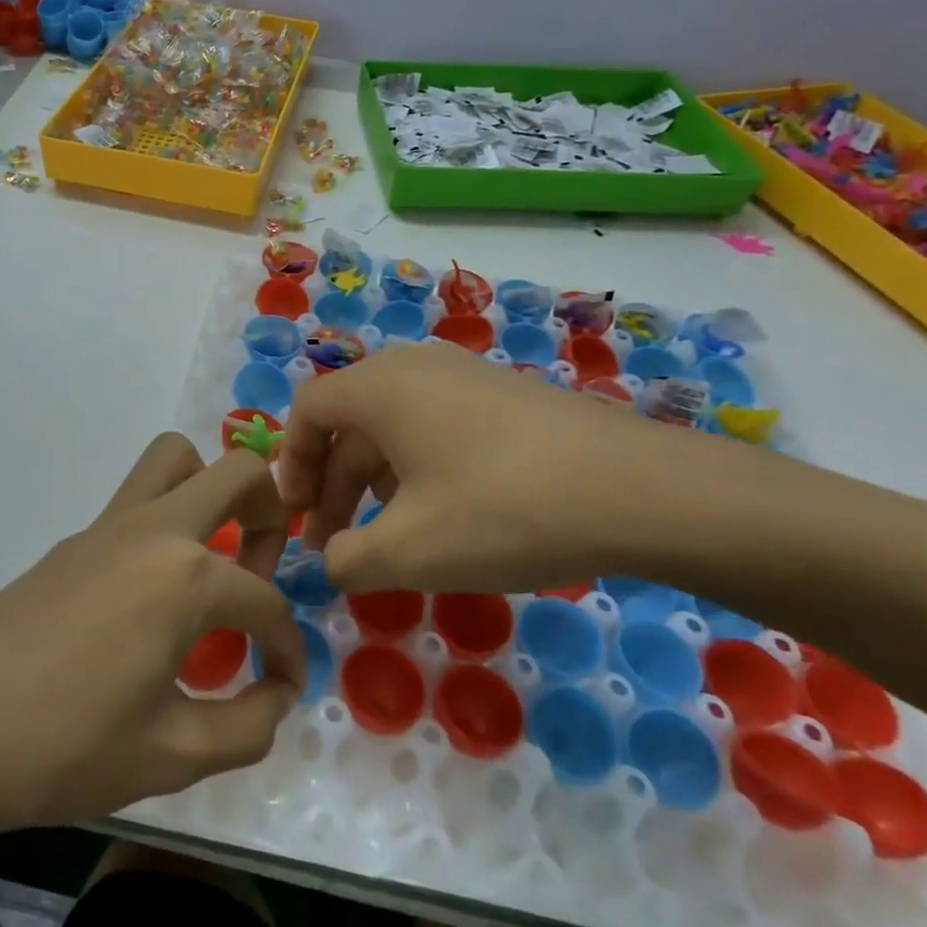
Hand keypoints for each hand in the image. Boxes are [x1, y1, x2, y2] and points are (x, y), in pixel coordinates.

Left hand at [0, 436, 306, 855]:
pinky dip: (167, 525)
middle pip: (239, 472)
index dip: (290, 649)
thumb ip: (246, 727)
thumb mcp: (171, 757)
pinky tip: (152, 598)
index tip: (285, 686)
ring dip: (211, 492)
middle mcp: (155, 530)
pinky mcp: (75, 539)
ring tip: (212, 562)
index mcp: (186, 577)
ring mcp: (108, 526)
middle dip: (271, 515)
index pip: (267, 604)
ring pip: (176, 460)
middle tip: (259, 576)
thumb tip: (277, 695)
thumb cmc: (63, 748)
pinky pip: (137, 500)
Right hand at [276, 342, 709, 593]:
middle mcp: (415, 367)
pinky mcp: (504, 396)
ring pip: (394, 427)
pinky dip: (417, 470)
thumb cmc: (501, 510)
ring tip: (387, 537)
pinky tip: (443, 515)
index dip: (289, 465)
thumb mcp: (408, 550)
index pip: (307, 411)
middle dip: (332, 485)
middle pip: (348, 422)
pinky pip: (436, 426)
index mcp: (379, 387)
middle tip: (336, 545)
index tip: (297, 520)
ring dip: (374, 482)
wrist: (637, 490)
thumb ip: (348, 559)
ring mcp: (464, 376)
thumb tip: (335, 560)